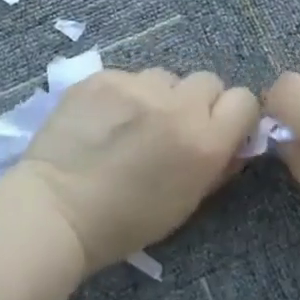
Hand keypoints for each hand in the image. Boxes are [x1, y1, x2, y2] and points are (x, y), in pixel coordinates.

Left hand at [14, 68, 259, 273]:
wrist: (55, 211)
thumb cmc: (125, 223)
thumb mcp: (186, 203)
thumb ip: (217, 165)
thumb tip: (234, 141)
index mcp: (205, 141)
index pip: (243, 99)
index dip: (232, 115)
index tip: (216, 129)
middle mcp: (178, 105)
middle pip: (207, 81)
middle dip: (196, 102)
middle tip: (171, 128)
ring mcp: (137, 86)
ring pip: (165, 76)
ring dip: (158, 96)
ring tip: (131, 124)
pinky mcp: (104, 76)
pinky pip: (127, 77)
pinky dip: (122, 95)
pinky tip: (102, 120)